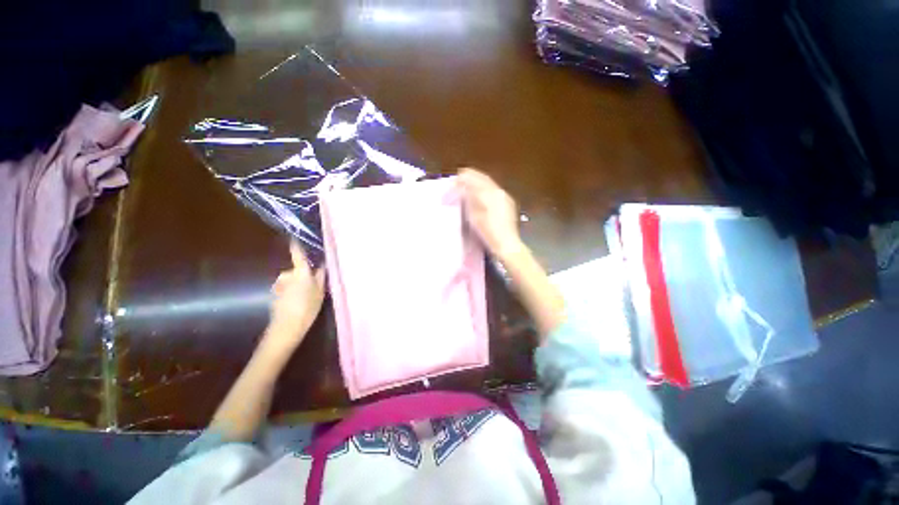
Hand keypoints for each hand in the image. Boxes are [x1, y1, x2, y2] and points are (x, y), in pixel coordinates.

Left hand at [266, 241, 324, 348]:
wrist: (287, 326)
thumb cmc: (308, 307)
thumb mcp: (320, 292)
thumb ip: (321, 277)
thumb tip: (322, 265)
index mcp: (300, 272)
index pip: (298, 255)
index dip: (296, 245)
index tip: (294, 236)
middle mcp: (287, 275)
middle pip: (296, 270)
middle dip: (302, 275)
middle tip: (312, 287)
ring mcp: (278, 284)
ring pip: (290, 280)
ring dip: (296, 285)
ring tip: (304, 297)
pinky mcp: (274, 294)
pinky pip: (285, 288)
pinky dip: (290, 292)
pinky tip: (296, 302)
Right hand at [457, 168, 523, 260]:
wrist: (507, 244)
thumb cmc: (488, 232)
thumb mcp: (474, 216)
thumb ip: (468, 199)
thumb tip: (461, 188)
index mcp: (491, 193)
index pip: (475, 179)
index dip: (463, 178)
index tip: (454, 178)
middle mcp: (500, 191)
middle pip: (484, 179)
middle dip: (471, 177)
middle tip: (460, 177)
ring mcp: (506, 198)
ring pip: (490, 185)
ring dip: (478, 182)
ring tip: (468, 185)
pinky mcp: (508, 205)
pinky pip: (495, 192)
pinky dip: (485, 190)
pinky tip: (480, 195)